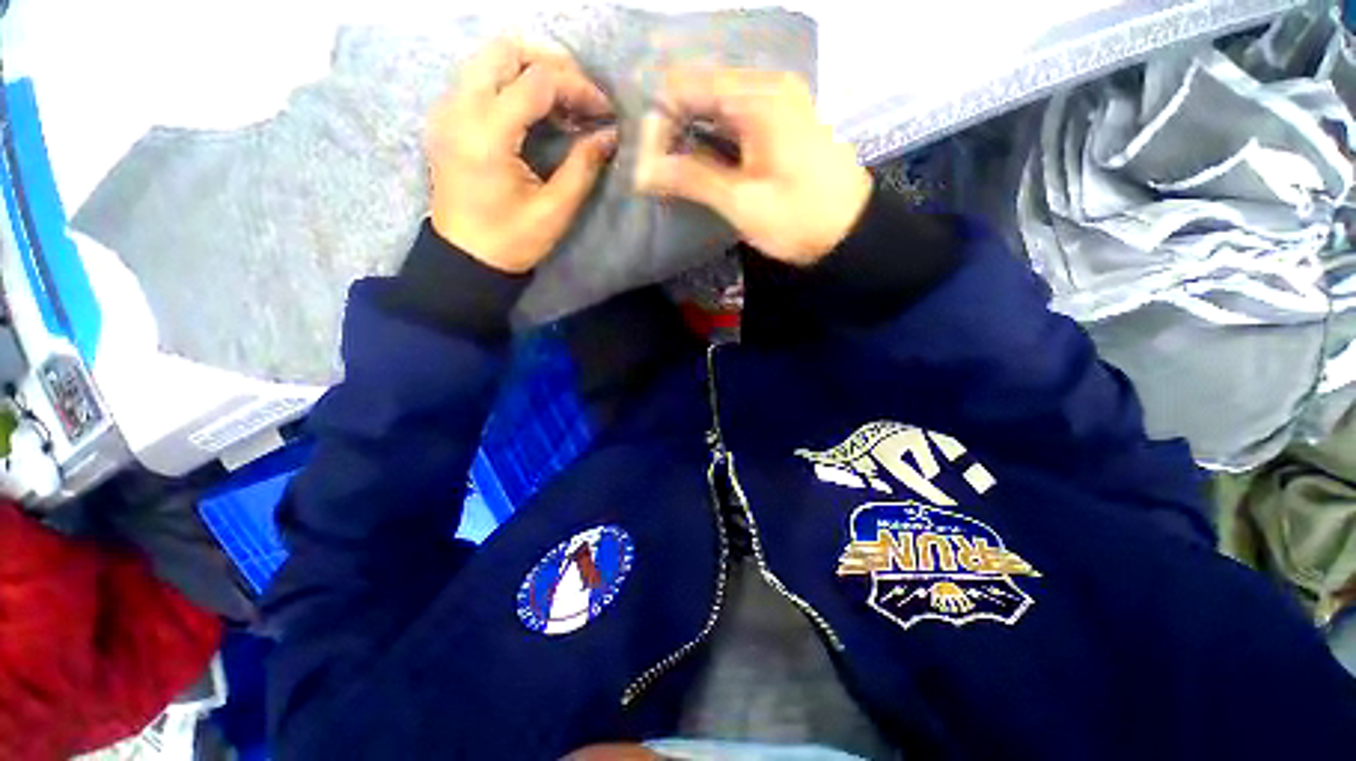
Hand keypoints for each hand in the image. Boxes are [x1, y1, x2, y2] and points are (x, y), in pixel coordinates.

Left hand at [426, 38, 617, 273]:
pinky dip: (512, 81)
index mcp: (487, 135)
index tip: (603, 111)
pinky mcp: (446, 118)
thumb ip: (583, 167)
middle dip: (552, 64)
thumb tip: (610, 135)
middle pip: (506, 50)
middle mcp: (460, 109)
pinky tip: (535, 111)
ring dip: (531, 69)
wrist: (465, 257)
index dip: (578, 88)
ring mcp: (447, 110)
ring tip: (563, 103)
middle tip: (581, 95)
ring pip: (489, 58)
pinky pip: (479, 77)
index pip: (537, 81)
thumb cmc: (512, 241)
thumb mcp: (555, 210)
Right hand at [634, 68, 871, 266]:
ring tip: (672, 172)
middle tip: (655, 171)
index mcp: (757, 97)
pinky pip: (732, 119)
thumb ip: (691, 179)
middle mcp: (766, 86)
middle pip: (699, 91)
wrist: (850, 234)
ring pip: (714, 106)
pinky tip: (700, 166)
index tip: (647, 164)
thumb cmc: (799, 219)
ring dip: (689, 136)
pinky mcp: (780, 123)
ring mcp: (776, 102)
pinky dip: (711, 140)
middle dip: (671, 129)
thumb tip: (641, 172)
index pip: (685, 86)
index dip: (658, 122)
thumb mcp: (742, 202)